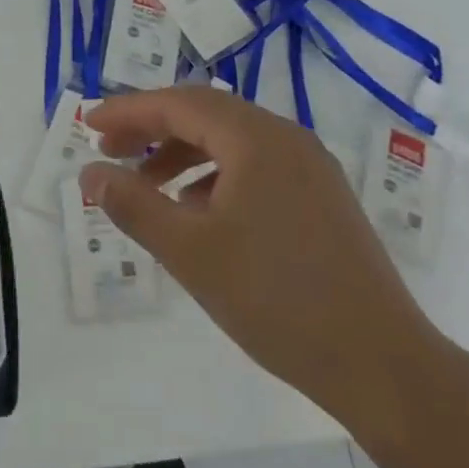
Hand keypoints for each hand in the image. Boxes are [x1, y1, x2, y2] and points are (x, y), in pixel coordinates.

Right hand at [81, 86, 446, 440]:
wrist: (381, 363)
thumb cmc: (277, 300)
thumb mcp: (191, 252)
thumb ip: (134, 205)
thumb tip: (90, 172)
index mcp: (256, 138)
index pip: (179, 104)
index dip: (128, 111)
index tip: (87, 123)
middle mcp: (286, 137)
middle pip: (205, 114)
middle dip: (152, 129)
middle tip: (109, 151)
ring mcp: (310, 166)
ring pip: (231, 141)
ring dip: (183, 153)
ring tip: (146, 186)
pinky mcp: (321, 196)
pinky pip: (255, 166)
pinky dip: (216, 176)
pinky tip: (197, 211)